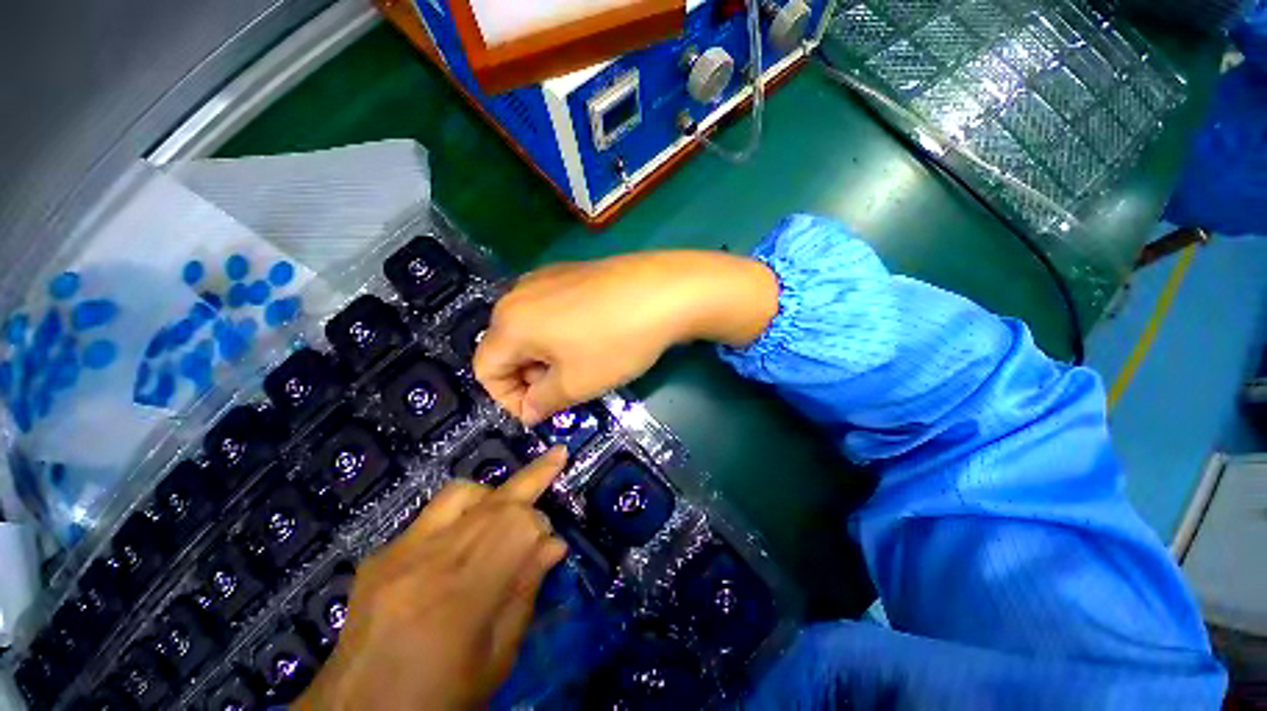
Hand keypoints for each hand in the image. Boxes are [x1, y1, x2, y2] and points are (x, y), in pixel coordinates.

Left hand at [294, 448, 569, 710]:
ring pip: (460, 493)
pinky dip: (461, 510)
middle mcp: (429, 563)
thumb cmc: (437, 701)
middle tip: (557, 456)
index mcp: (461, 599)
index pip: (517, 527)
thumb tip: (555, 544)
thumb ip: (525, 595)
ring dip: (493, 493)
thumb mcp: (495, 662)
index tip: (551, 543)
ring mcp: (398, 554)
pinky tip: (465, 532)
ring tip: (507, 508)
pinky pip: (430, 512)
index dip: (541, 525)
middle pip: (494, 502)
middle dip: (532, 478)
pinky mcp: (380, 554)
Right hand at [474, 251, 777, 423]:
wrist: (664, 291)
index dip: (509, 399)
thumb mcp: (577, 383)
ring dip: (544, 356)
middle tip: (563, 390)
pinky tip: (589, 337)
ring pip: (529, 327)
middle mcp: (517, 293)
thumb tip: (528, 411)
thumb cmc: (616, 342)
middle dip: (528, 377)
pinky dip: (557, 332)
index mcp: (510, 322)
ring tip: (579, 365)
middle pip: (506, 346)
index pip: (486, 370)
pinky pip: (549, 309)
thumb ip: (543, 402)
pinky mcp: (569, 271)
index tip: (542, 411)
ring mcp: (545, 276)